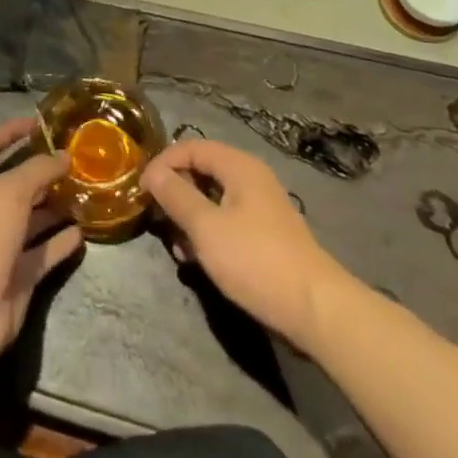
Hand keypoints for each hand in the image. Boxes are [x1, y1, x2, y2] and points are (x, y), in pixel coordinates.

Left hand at [0, 118, 84, 371]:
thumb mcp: (10, 191)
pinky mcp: (17, 277)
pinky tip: (83, 232)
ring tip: (84, 191)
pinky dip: (60, 242)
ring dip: (54, 206)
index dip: (10, 131)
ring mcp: (0, 246)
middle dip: (41, 170)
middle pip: (14, 183)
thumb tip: (64, 155)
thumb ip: (38, 169)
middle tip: (74, 159)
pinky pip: (43, 253)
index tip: (39, 122)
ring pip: (31, 219)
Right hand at [141, 138, 346, 347]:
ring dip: (190, 217)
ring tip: (177, 247)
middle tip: (157, 220)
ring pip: (213, 198)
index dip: (163, 164)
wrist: (316, 310)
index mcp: (239, 166)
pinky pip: (227, 220)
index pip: (191, 147)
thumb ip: (177, 197)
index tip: (141, 191)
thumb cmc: (256, 261)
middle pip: (202, 171)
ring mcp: (261, 206)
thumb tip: (153, 172)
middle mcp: (251, 178)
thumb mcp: (207, 228)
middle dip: (176, 192)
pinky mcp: (266, 234)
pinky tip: (199, 260)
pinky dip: (209, 232)